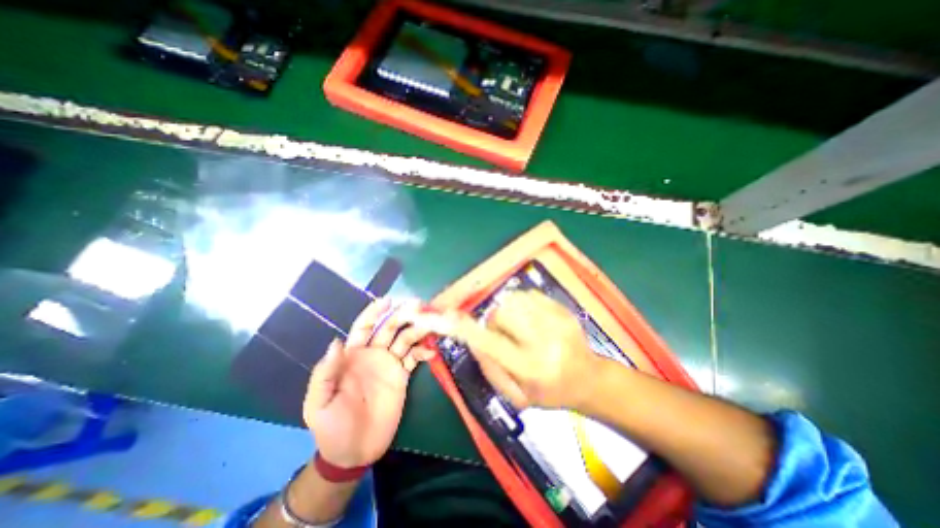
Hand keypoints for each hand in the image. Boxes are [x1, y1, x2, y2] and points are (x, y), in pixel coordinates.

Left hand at [305, 298, 435, 468]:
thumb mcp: (318, 403)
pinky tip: (431, 352)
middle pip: (389, 328)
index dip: (374, 313)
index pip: (364, 327)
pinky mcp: (403, 375)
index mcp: (352, 355)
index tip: (388, 301)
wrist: (353, 452)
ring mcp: (390, 363)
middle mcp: (373, 354)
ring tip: (430, 325)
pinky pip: (415, 358)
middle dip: (402, 315)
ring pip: (405, 339)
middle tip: (418, 306)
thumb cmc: (331, 427)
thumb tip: (336, 342)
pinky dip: (423, 352)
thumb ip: (325, 373)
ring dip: (417, 330)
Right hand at [415, 291, 598, 410]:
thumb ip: (490, 368)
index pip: (489, 343)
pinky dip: (523, 304)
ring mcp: (556, 320)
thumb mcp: (516, 395)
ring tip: (521, 327)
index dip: (464, 328)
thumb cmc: (550, 393)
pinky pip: (529, 294)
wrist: (589, 379)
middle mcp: (542, 340)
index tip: (443, 316)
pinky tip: (533, 319)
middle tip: (506, 335)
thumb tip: (472, 339)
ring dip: (509, 311)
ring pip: (514, 300)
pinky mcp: (563, 308)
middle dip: (495, 321)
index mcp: (529, 367)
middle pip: (501, 313)